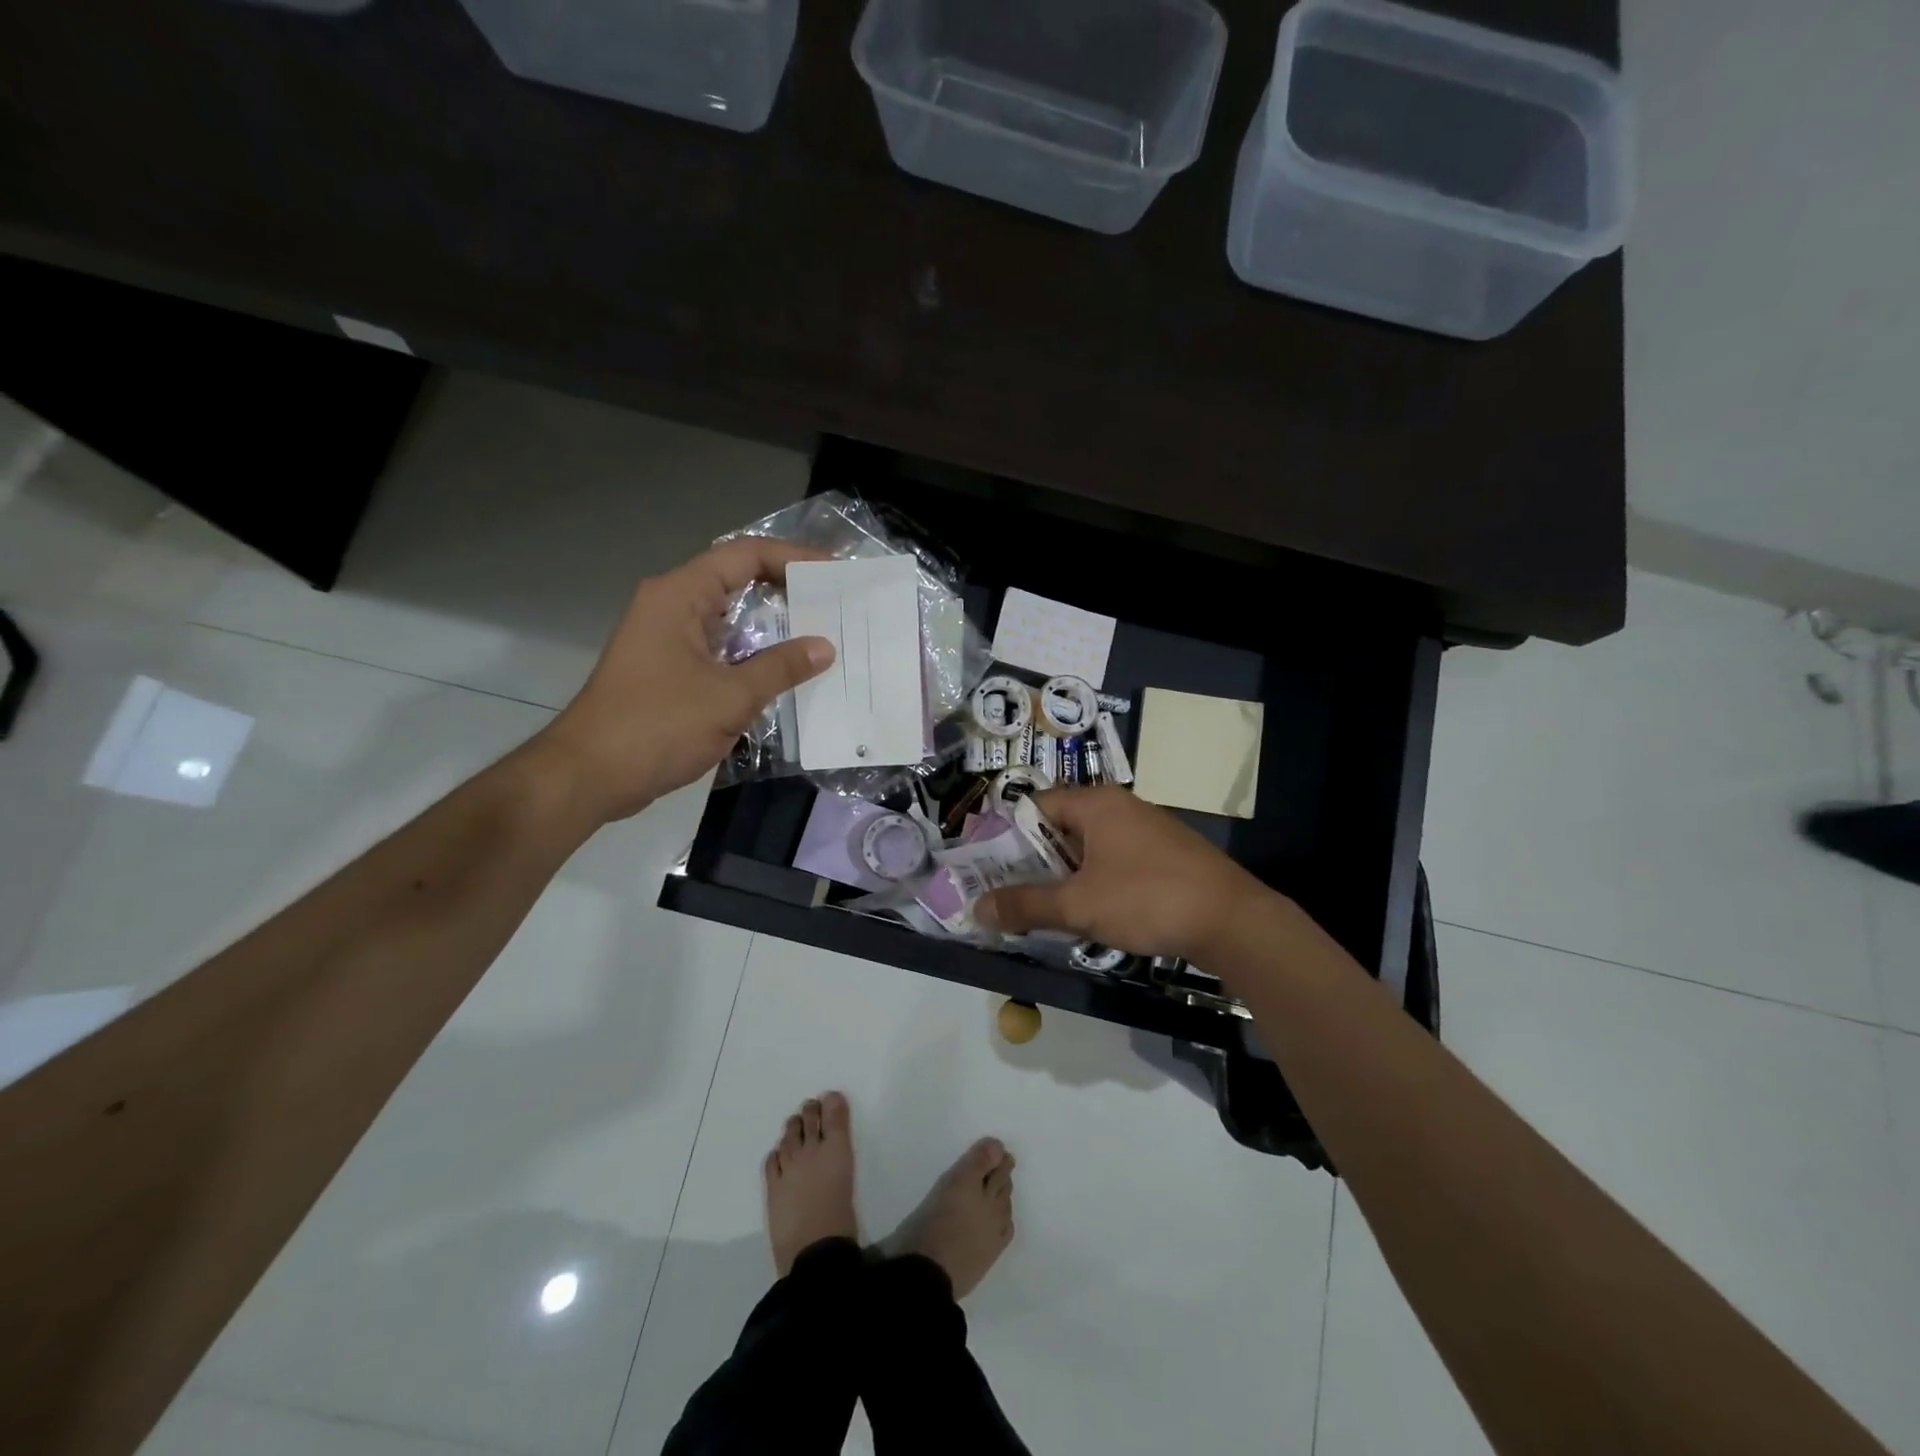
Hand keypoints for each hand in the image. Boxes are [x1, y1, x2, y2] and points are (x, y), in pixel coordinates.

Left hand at [529, 538, 834, 823]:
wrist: (589, 775)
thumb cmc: (657, 726)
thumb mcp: (730, 697)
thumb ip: (781, 667)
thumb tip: (825, 647)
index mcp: (680, 595)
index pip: (745, 555)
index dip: (794, 558)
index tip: (835, 573)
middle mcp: (673, 606)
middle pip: (738, 581)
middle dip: (789, 590)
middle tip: (836, 605)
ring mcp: (669, 639)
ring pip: (731, 618)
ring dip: (774, 626)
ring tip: (823, 636)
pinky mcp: (670, 669)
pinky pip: (722, 649)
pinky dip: (755, 655)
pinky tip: (788, 674)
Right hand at [976, 787, 1271, 963]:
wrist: (1233, 921)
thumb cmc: (1147, 899)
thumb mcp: (1078, 905)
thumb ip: (1025, 905)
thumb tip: (976, 910)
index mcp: (1096, 803)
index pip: (1036, 805)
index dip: (1009, 836)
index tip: (991, 869)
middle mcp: (1120, 807)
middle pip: (1061, 826)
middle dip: (1035, 861)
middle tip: (1012, 894)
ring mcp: (1147, 829)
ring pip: (1089, 847)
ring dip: (1066, 875)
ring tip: (1047, 909)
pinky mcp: (1166, 854)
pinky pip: (1115, 860)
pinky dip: (1096, 881)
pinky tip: (1094, 912)